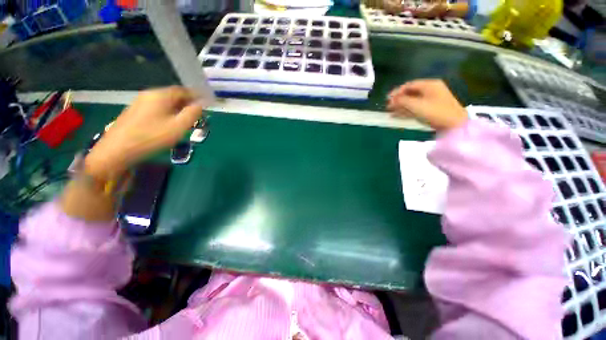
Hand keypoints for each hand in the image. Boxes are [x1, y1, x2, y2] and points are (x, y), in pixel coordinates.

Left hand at [85, 86, 204, 179]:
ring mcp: (140, 103)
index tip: (207, 102)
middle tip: (199, 113)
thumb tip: (201, 104)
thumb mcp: (178, 127)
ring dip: (178, 108)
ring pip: (165, 102)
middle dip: (188, 103)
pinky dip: (168, 112)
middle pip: (173, 95)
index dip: (197, 95)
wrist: (117, 150)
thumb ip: (192, 114)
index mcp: (160, 95)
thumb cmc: (152, 137)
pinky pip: (157, 108)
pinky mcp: (135, 112)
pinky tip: (170, 123)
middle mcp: (149, 95)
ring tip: (187, 120)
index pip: (183, 90)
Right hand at [387, 79, 467, 131]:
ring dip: (401, 106)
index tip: (387, 98)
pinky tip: (397, 115)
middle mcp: (430, 90)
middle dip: (398, 99)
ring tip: (389, 112)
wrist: (454, 124)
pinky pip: (415, 108)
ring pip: (412, 102)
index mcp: (429, 85)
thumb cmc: (435, 111)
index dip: (397, 91)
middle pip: (410, 93)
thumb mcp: (417, 105)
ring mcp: (431, 101)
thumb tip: (392, 99)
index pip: (409, 85)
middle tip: (387, 106)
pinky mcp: (430, 110)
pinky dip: (406, 111)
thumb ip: (402, 101)